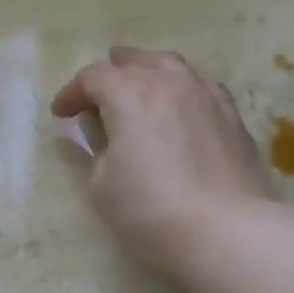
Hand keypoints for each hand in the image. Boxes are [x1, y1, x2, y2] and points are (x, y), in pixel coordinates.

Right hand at [51, 47, 269, 270]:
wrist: (227, 230)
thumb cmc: (150, 209)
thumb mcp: (102, 186)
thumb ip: (98, 151)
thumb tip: (106, 135)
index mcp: (130, 95)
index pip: (93, 77)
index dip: (71, 93)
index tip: (60, 114)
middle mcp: (170, 83)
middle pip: (135, 61)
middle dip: (111, 72)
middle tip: (97, 91)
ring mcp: (207, 96)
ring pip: (172, 67)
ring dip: (148, 73)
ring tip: (139, 87)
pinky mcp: (232, 117)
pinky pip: (199, 88)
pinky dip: (179, 90)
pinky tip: (179, 108)